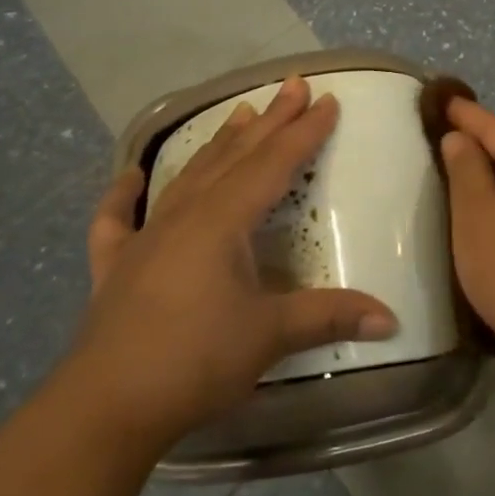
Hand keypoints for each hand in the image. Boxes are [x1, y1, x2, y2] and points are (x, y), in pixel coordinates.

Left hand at [66, 77, 397, 449]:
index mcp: (223, 221)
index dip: (304, 132)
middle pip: (235, 157)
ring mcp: (144, 239)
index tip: (328, 100)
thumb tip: (392, 318)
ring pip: (189, 177)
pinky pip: (117, 220)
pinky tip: (129, 177)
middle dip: (269, 121)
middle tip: (293, 86)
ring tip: (239, 113)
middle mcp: (185, 216)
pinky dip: (122, 195)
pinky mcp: (114, 268)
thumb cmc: (193, 361)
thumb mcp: (270, 336)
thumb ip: (330, 317)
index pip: (274, 164)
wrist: (102, 409)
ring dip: (218, 144)